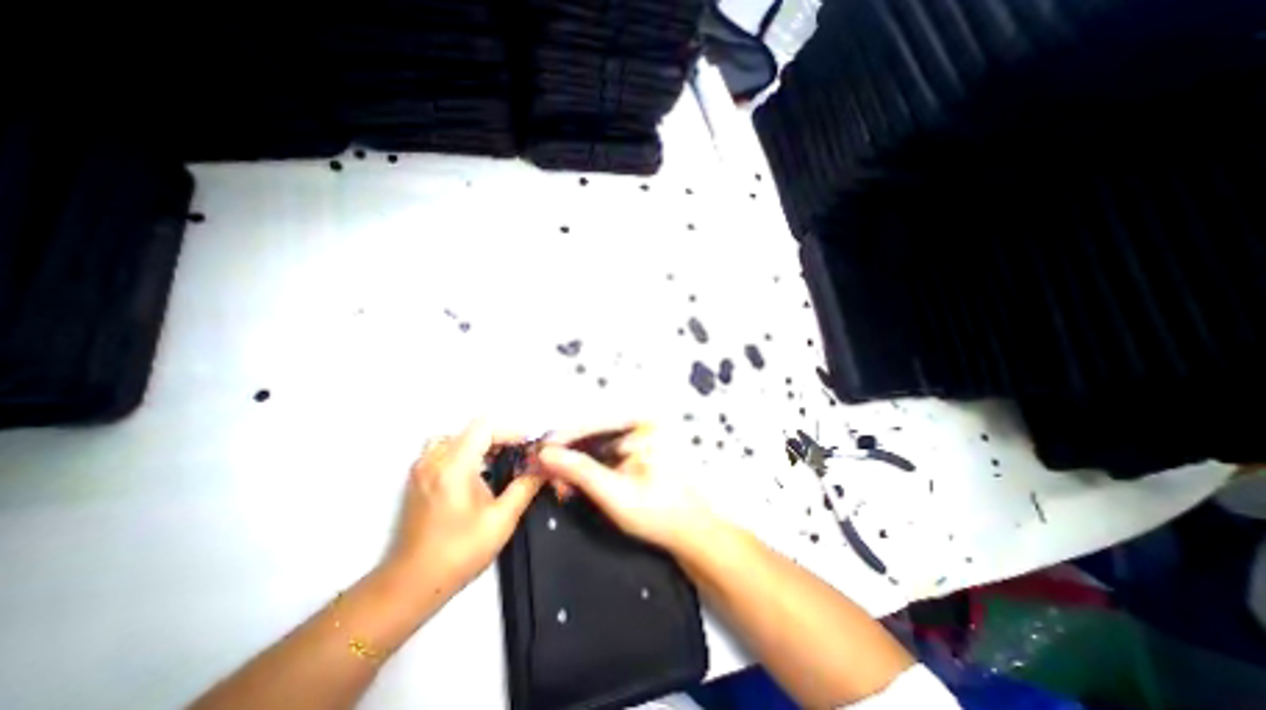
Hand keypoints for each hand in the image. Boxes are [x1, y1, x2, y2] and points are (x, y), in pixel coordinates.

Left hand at [387, 422, 542, 605]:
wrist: (411, 585)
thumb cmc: (459, 552)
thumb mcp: (502, 520)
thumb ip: (525, 487)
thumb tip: (543, 467)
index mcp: (454, 467)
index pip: (484, 428)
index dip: (510, 432)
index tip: (527, 448)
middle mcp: (433, 460)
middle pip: (471, 430)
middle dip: (498, 438)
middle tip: (517, 457)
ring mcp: (421, 468)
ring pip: (456, 437)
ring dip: (479, 444)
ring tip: (496, 462)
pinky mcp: (417, 479)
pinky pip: (443, 450)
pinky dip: (463, 452)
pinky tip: (475, 474)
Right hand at [532, 425, 710, 550]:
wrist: (690, 532)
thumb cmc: (662, 513)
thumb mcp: (615, 494)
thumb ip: (580, 471)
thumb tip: (548, 455)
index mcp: (646, 425)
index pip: (595, 422)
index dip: (564, 438)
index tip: (540, 451)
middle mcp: (644, 424)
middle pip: (593, 431)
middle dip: (568, 453)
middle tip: (547, 471)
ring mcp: (642, 436)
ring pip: (596, 443)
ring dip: (576, 462)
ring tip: (561, 481)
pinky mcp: (638, 449)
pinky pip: (606, 451)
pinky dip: (589, 466)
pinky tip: (577, 481)